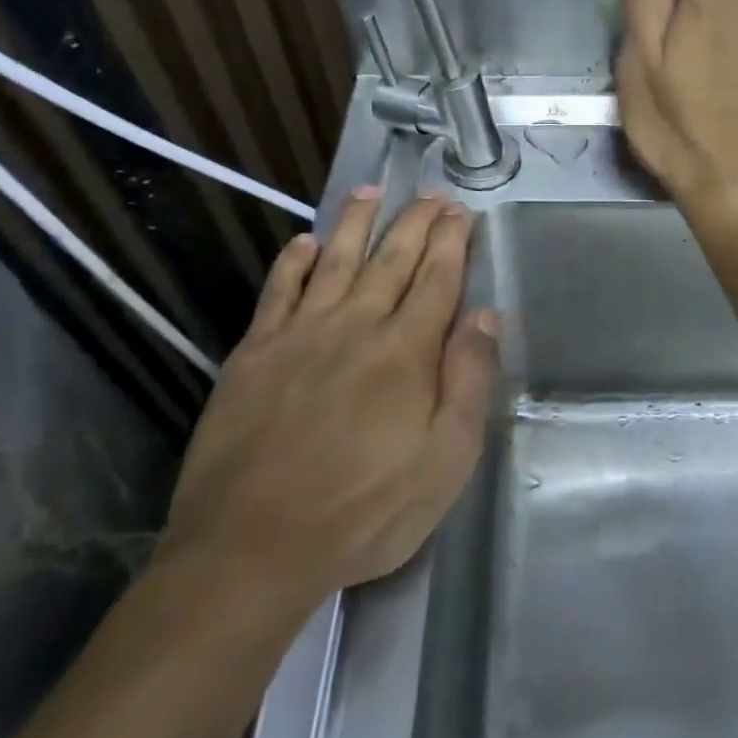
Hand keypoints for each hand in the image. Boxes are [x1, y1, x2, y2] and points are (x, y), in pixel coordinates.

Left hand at [161, 189, 499, 607]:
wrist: (251, 547)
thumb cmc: (364, 511)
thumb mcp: (445, 460)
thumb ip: (469, 381)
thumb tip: (486, 316)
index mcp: (406, 351)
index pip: (437, 279)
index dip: (451, 240)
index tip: (461, 210)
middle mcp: (355, 326)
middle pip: (391, 259)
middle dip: (415, 221)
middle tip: (430, 192)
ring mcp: (299, 335)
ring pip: (335, 261)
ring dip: (356, 223)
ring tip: (371, 190)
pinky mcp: (254, 354)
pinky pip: (277, 292)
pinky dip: (292, 262)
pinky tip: (304, 242)